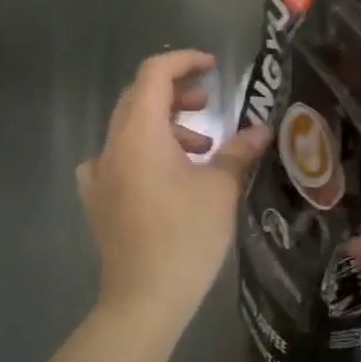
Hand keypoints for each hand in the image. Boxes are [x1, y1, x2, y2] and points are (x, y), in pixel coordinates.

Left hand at [77, 49, 270, 335]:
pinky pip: (117, 158)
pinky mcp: (98, 200)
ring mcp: (99, 175)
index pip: (154, 74)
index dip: (184, 61)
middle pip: (139, 98)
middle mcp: (112, 146)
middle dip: (177, 94)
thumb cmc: (186, 237)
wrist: (144, 300)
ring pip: (130, 128)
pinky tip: (163, 175)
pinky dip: (144, 152)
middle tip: (210, 106)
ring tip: (202, 149)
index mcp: (139, 134)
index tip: (214, 68)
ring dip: (165, 125)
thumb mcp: (221, 189)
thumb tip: (262, 130)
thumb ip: (239, 151)